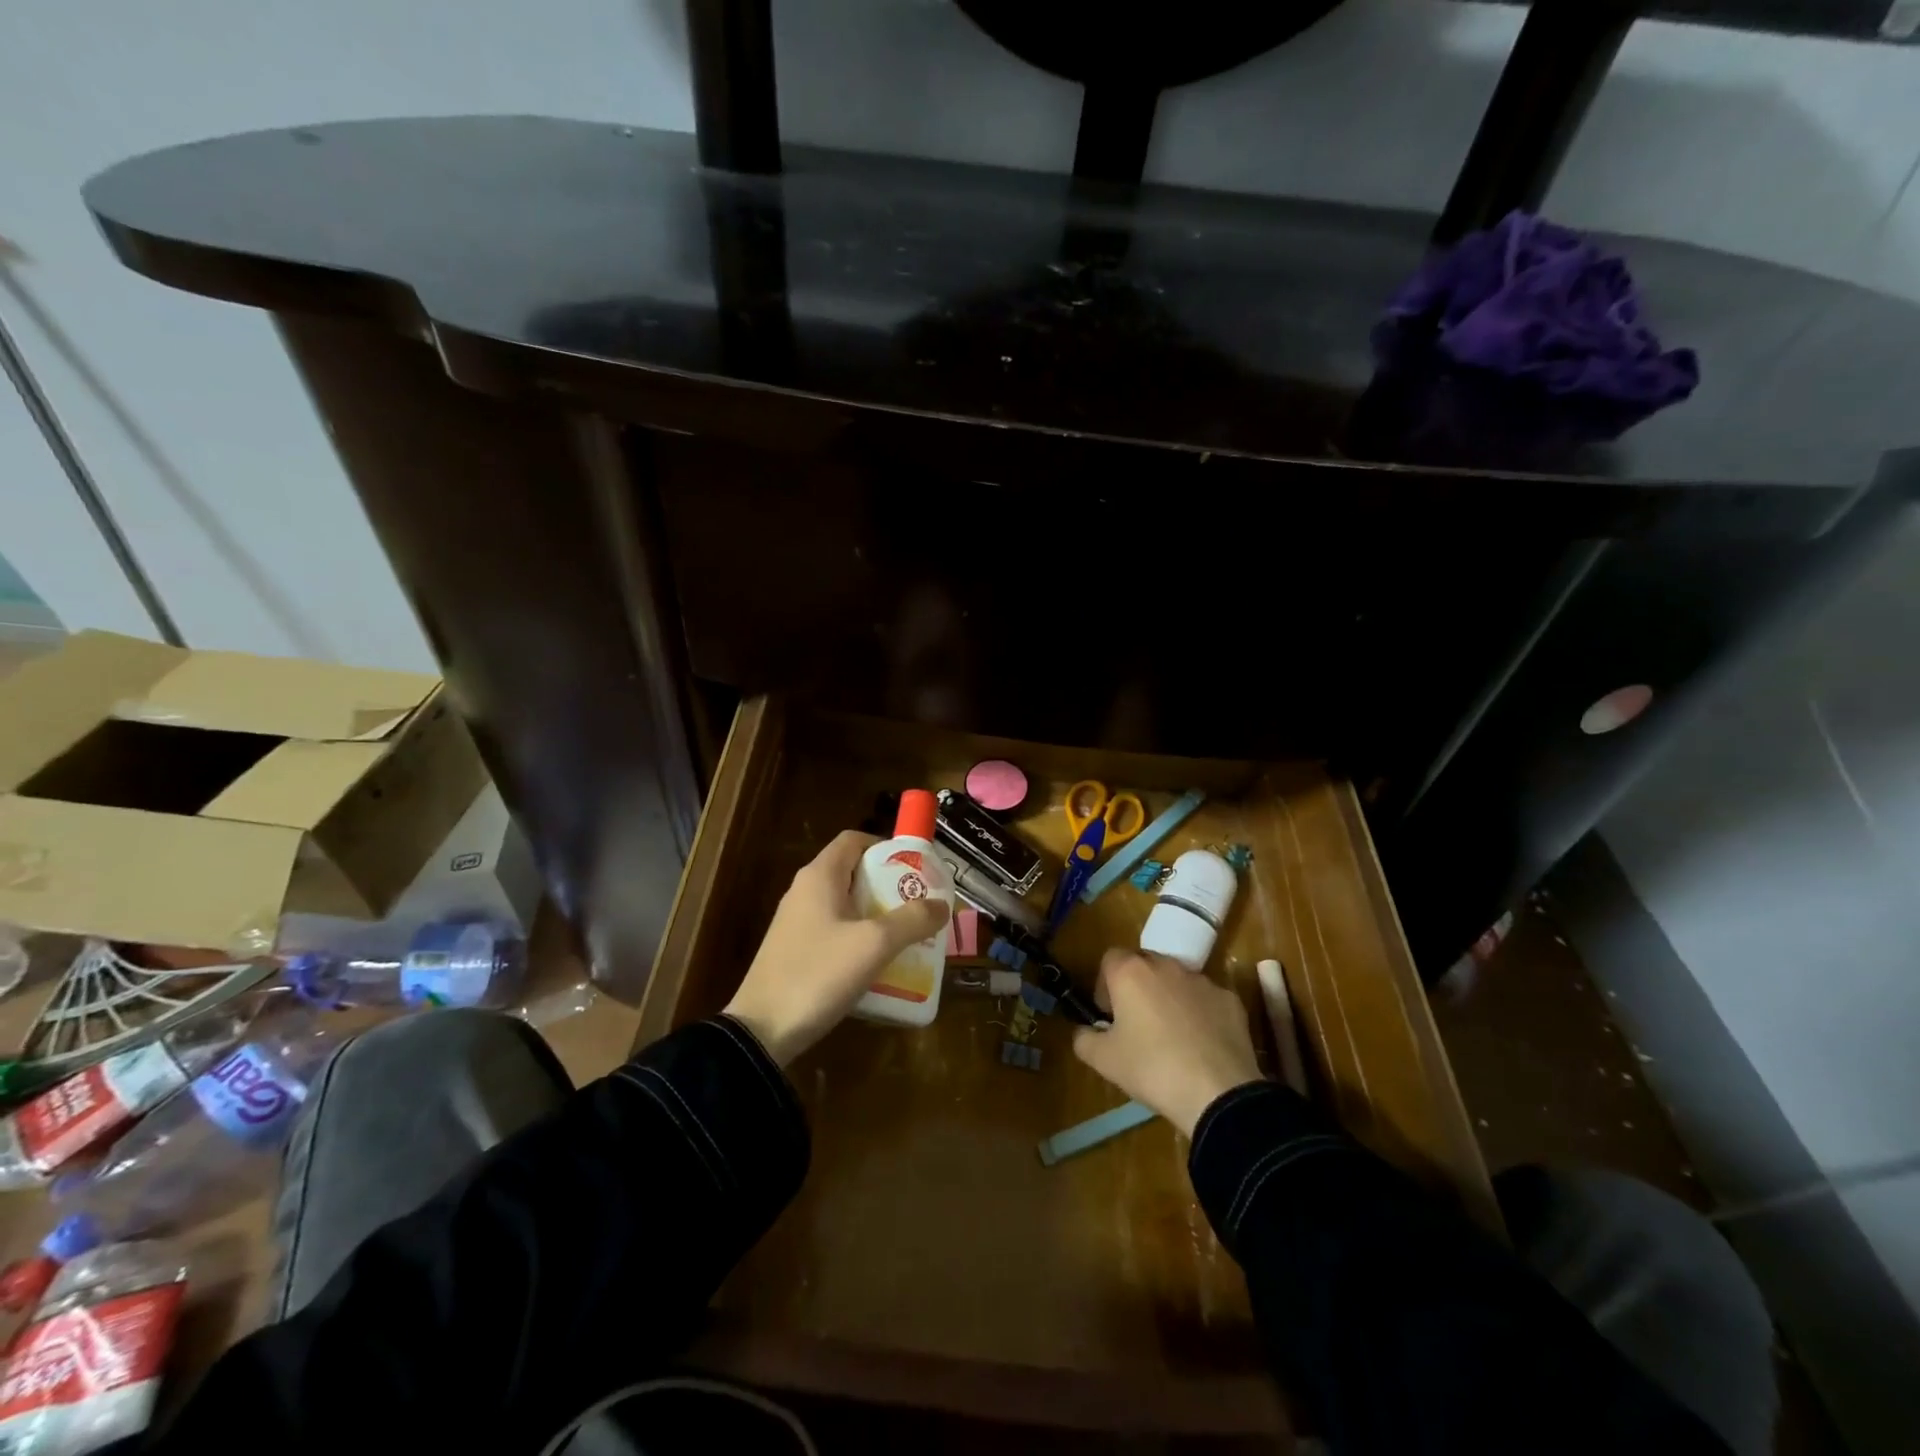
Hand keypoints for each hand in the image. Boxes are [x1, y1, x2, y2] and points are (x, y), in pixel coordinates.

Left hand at [723, 830, 949, 1065]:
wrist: (761, 1030)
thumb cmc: (818, 973)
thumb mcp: (874, 945)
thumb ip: (912, 920)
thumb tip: (942, 905)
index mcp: (819, 876)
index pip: (854, 840)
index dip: (885, 847)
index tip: (914, 869)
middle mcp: (805, 891)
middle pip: (853, 873)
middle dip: (888, 886)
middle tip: (919, 906)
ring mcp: (797, 922)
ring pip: (845, 905)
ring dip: (877, 915)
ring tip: (908, 936)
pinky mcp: (795, 951)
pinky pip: (835, 932)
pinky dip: (859, 938)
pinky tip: (879, 963)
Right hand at [1072, 948, 1263, 1135]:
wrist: (1218, 1092)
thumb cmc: (1152, 1069)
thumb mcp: (1104, 1061)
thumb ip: (1084, 1039)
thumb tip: (1084, 1031)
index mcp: (1131, 973)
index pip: (1110, 959)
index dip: (1105, 984)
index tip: (1109, 1014)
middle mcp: (1166, 966)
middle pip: (1144, 965)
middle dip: (1137, 987)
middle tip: (1137, 1024)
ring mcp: (1202, 981)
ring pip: (1177, 981)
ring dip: (1169, 998)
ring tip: (1172, 1037)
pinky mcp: (1230, 999)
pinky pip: (1206, 1000)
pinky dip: (1200, 1014)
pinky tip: (1202, 1046)